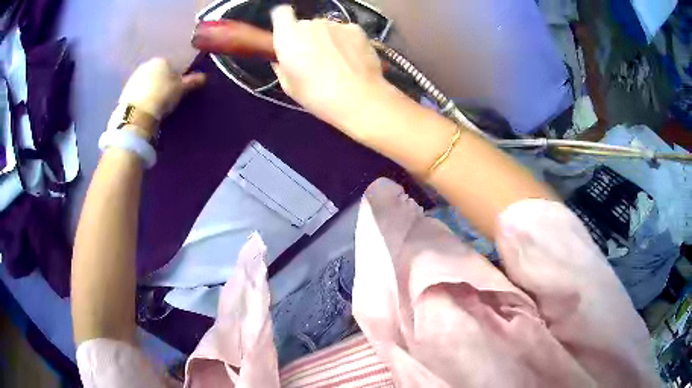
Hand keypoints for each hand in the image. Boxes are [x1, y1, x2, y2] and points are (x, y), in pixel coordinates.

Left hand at [118, 58, 205, 119]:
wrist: (137, 114)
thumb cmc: (162, 96)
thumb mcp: (181, 89)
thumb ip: (192, 81)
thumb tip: (204, 76)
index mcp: (162, 59)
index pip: (172, 65)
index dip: (176, 76)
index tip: (178, 88)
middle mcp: (147, 63)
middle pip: (157, 71)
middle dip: (161, 81)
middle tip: (166, 96)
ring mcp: (134, 76)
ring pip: (146, 81)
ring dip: (150, 88)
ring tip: (155, 103)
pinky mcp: (125, 90)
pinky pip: (137, 91)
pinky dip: (141, 96)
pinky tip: (145, 106)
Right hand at [270, 6, 386, 128]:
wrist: (357, 97)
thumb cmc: (316, 94)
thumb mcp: (289, 86)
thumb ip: (282, 66)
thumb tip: (282, 60)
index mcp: (288, 35)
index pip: (281, 13)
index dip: (284, 21)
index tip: (288, 34)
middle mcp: (310, 24)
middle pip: (305, 24)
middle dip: (307, 37)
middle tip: (314, 58)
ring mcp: (335, 24)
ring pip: (326, 28)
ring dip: (328, 39)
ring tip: (336, 61)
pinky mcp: (355, 29)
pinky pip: (345, 31)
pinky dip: (346, 41)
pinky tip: (351, 58)